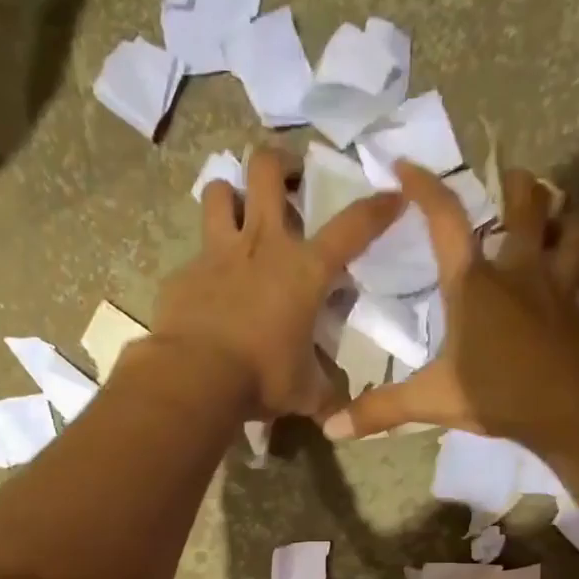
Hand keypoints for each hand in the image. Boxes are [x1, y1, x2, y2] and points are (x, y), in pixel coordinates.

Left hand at [143, 145, 401, 419]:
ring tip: (236, 215)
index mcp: (305, 270)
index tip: (394, 194)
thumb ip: (324, 396)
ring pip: (218, 191)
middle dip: (280, 163)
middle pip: (267, 169)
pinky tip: (206, 288)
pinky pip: (194, 253)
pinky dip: (203, 264)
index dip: (378, 207)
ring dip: (229, 195)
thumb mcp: (304, 393)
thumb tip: (339, 416)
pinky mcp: (184, 273)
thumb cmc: (261, 378)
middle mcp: (262, 245)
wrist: (195, 378)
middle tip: (288, 181)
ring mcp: (217, 254)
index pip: (353, 227)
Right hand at [320, 164, 578, 445]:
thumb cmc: (497, 394)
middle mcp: (518, 273)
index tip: (406, 165)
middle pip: (526, 208)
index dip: (425, 188)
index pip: (445, 221)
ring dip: (564, 217)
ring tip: (558, 216)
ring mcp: (558, 287)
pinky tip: (575, 280)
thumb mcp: (431, 401)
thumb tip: (331, 427)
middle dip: (518, 186)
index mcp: (473, 285)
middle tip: (513, 178)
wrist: (573, 410)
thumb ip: (382, 409)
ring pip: (571, 230)